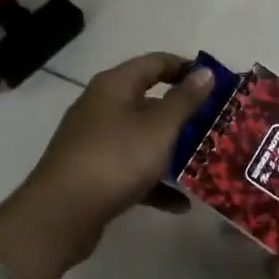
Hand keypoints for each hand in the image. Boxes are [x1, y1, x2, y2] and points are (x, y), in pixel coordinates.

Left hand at [0, 54, 216, 278]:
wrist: (60, 214)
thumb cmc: (115, 160)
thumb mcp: (158, 128)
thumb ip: (184, 100)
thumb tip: (204, 72)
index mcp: (114, 86)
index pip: (156, 63)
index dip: (187, 69)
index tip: (217, 85)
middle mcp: (102, 107)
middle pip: (150, 102)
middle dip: (184, 115)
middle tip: (217, 126)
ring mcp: (95, 142)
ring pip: (142, 139)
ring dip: (173, 151)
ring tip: (205, 164)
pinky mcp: (93, 174)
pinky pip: (132, 171)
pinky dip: (155, 183)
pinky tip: (181, 204)